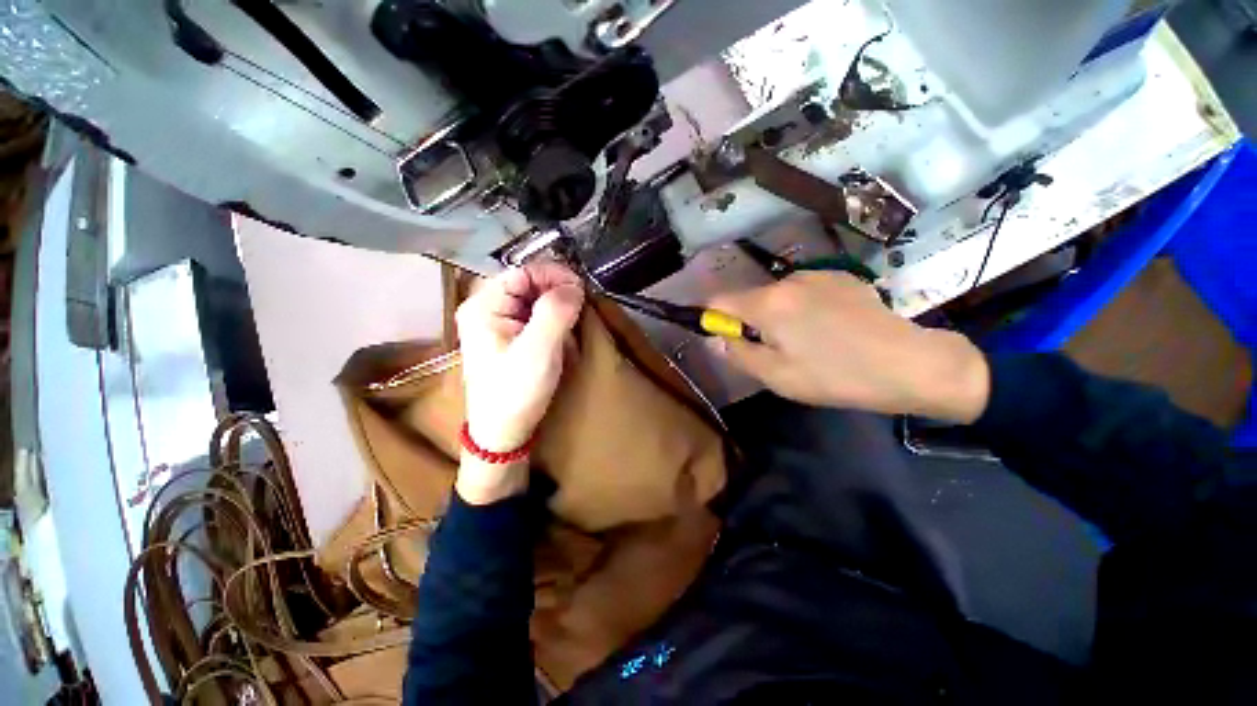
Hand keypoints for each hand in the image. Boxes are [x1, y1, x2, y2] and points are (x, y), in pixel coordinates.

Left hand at [455, 261, 583, 502]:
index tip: (582, 290)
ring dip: (558, 305)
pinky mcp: (509, 336)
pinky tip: (564, 332)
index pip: (523, 271)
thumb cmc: (516, 392)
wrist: (503, 432)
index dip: (554, 275)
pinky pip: (535, 315)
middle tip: (581, 307)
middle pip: (528, 283)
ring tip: (575, 320)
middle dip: (558, 291)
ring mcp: (498, 322)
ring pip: (534, 298)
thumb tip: (575, 285)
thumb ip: (555, 312)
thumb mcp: (538, 351)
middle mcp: (487, 307)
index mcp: (484, 305)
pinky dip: (554, 319)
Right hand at [709, 271, 989, 422]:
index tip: (722, 336)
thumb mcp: (777, 376)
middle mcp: (788, 280)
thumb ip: (738, 353)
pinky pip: (805, 292)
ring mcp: (818, 275)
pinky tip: (830, 328)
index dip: (711, 316)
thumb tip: (715, 339)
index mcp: (768, 304)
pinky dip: (803, 308)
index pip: (719, 299)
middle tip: (773, 351)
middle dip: (750, 322)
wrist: (910, 364)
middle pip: (750, 298)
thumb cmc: (835, 376)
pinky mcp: (841, 277)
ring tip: (806, 342)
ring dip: (777, 315)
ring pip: (778, 296)